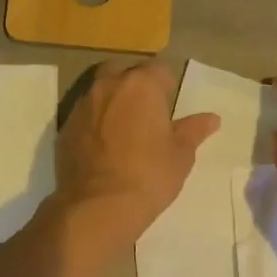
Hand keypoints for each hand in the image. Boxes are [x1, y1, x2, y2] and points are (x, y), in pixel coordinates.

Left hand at [54, 60, 218, 252]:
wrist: (98, 206)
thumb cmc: (149, 176)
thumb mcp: (181, 155)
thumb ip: (194, 130)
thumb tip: (212, 118)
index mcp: (141, 85)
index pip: (159, 70)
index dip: (167, 88)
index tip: (169, 111)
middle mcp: (108, 86)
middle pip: (124, 73)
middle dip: (135, 87)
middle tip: (146, 117)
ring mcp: (82, 106)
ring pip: (100, 93)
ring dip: (112, 104)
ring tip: (123, 133)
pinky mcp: (64, 128)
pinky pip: (84, 116)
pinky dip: (94, 124)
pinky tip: (103, 149)